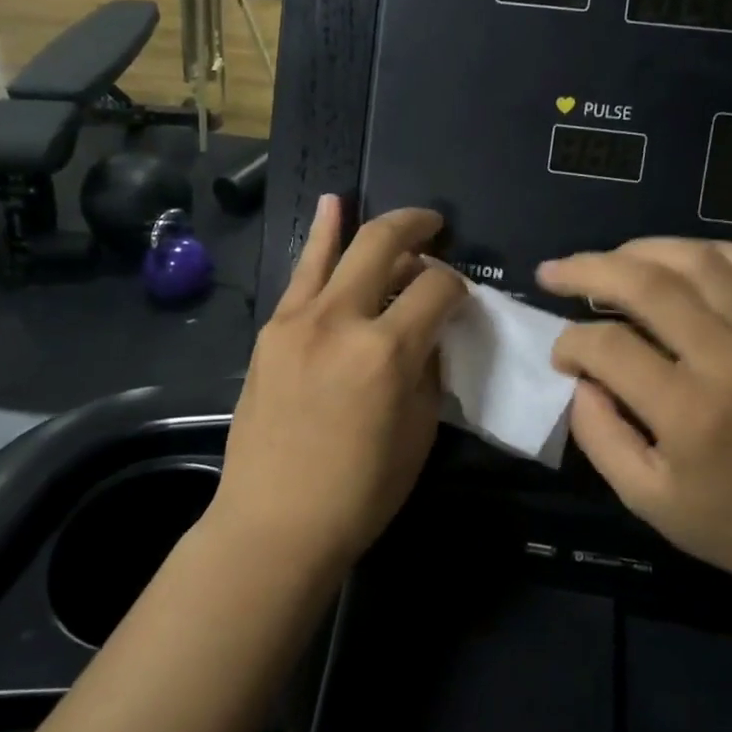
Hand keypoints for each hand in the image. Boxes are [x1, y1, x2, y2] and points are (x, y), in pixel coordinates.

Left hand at [211, 197, 466, 569]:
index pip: (437, 288)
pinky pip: (302, 274)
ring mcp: (297, 320)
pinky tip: (331, 209)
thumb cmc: (361, 490)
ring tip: (398, 216)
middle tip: (437, 227)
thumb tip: (431, 331)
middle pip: (384, 244)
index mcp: (387, 351)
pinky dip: (321, 238)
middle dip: (418, 227)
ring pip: (336, 248)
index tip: (460, 300)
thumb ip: (429, 368)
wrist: (275, 522)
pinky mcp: (271, 330)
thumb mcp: (420, 431)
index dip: (457, 286)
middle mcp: (340, 320)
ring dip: (368, 223)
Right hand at [536, 238, 731, 599]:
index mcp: (688, 410)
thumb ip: (599, 435)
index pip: (608, 346)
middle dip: (587, 270)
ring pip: (699, 261)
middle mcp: (729, 358)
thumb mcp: (646, 500)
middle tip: (552, 274)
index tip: (561, 359)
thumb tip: (579, 380)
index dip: (570, 344)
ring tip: (609, 261)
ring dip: (642, 250)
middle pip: (648, 283)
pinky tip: (680, 261)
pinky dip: (709, 251)